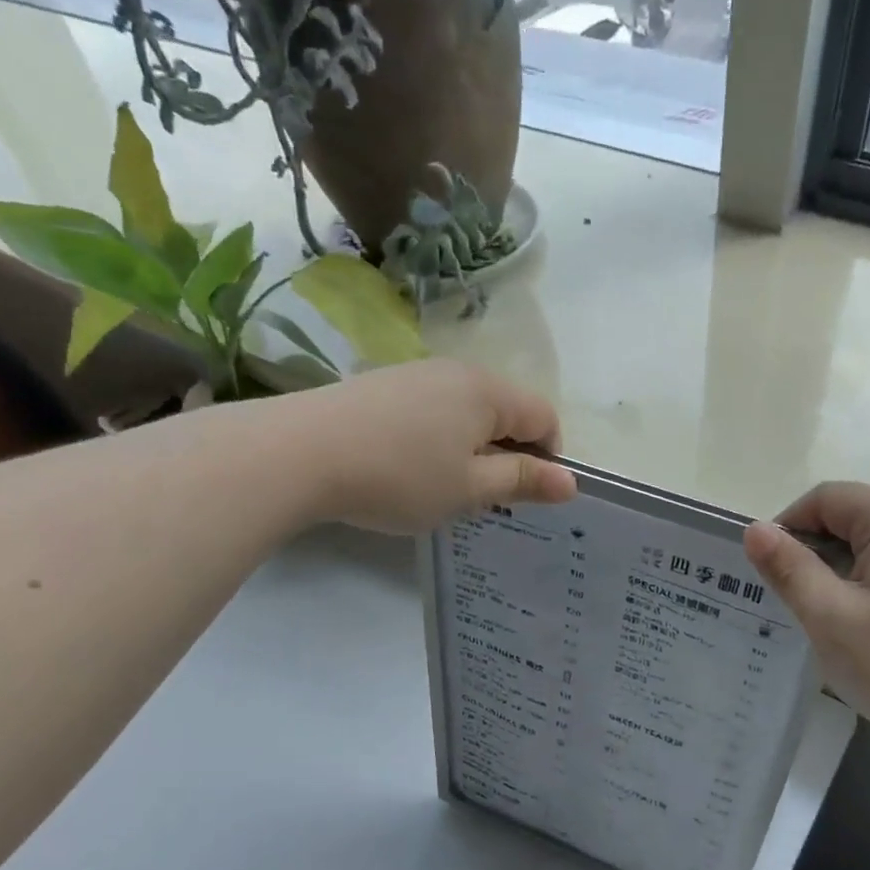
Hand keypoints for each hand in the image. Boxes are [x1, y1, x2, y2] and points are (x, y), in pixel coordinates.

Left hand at [298, 360, 576, 533]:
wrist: (298, 454)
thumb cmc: (400, 476)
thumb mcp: (470, 489)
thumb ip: (523, 482)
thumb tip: (571, 482)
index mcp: (487, 391)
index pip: (544, 416)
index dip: (549, 457)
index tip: (526, 495)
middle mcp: (456, 372)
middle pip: (505, 411)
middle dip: (508, 454)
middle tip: (485, 498)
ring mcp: (415, 375)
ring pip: (467, 412)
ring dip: (472, 450)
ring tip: (444, 487)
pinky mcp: (382, 386)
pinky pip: (432, 412)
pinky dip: (438, 441)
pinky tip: (408, 469)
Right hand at [743, 483, 869, 767]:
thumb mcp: (830, 618)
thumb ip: (789, 568)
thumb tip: (754, 529)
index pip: (827, 497)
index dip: (788, 526)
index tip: (771, 574)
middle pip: (853, 516)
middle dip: (814, 551)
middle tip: (796, 603)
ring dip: (840, 571)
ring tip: (828, 620)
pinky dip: (869, 586)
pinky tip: (867, 630)